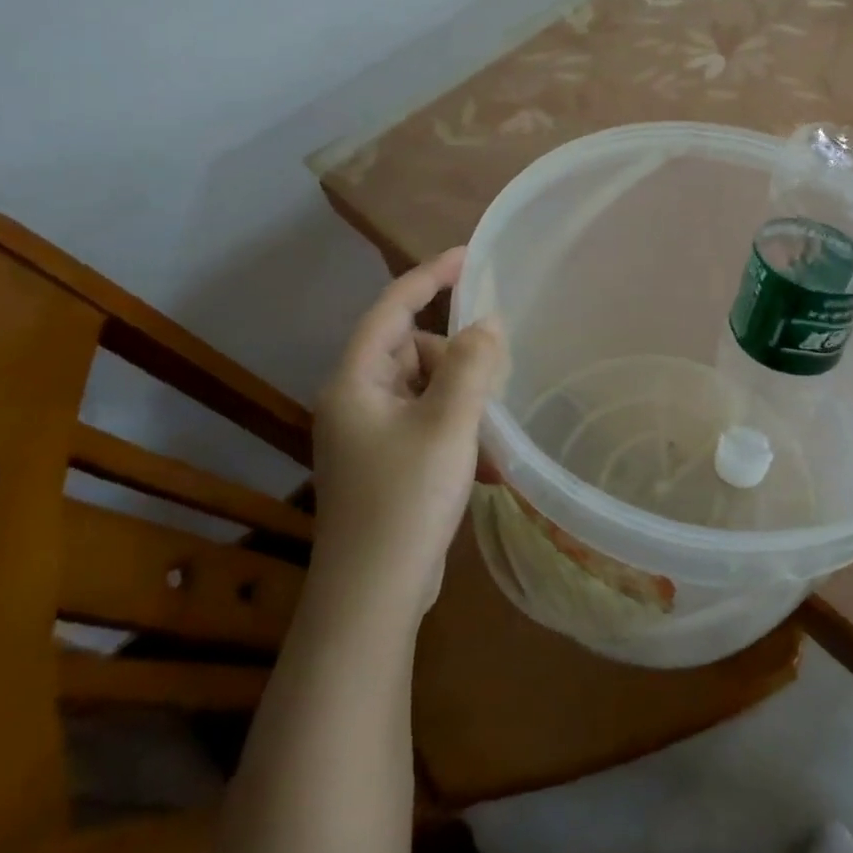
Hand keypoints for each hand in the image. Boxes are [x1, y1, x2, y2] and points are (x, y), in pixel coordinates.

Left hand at [312, 248, 508, 610]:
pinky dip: (459, 433)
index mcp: (356, 381)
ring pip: (427, 389)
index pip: (393, 307)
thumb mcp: (448, 423)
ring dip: (465, 402)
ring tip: (495, 435)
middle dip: (459, 359)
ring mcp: (370, 435)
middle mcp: (356, 400)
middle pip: (415, 350)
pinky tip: (489, 467)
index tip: (471, 255)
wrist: (373, 597)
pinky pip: (429, 424)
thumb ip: (472, 364)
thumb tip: (487, 323)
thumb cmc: (406, 499)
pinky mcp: (386, 464)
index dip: (430, 275)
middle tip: (496, 383)